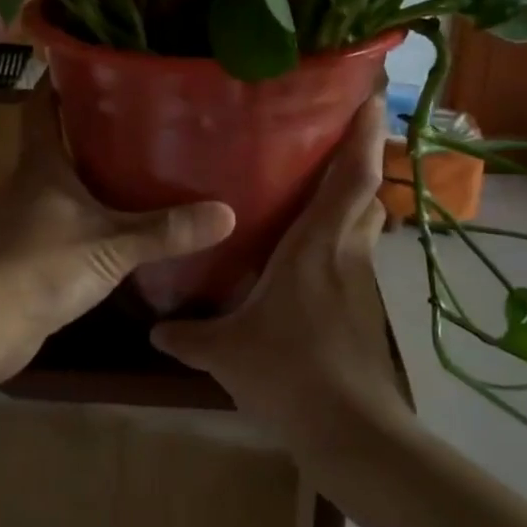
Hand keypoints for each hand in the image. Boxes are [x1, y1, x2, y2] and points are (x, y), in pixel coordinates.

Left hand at [0, 86, 234, 384]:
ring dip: (88, 177)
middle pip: (56, 144)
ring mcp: (23, 221)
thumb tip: (227, 213)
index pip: (42, 106)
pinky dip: (84, 218)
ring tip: (135, 168)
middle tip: (139, 118)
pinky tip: (112, 226)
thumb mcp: (111, 246)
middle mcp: (28, 185)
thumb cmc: (41, 266)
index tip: (93, 64)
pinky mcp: (25, 255)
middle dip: (90, 130)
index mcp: (41, 165)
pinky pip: (60, 223)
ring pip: (59, 186)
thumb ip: (165, 230)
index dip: (60, 81)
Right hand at [152, 94, 411, 458]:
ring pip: (366, 223)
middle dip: (361, 158)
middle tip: (334, 136)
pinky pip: (357, 255)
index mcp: (317, 245)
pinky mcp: (366, 307)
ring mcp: (362, 281)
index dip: (365, 135)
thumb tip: (155, 328)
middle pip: (367, 192)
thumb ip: (190, 335)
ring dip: (354, 199)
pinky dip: (344, 238)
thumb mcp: (228, 352)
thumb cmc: (291, 372)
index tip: (371, 96)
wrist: (351, 431)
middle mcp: (346, 252)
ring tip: (323, 185)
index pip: (353, 177)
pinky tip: (316, 254)